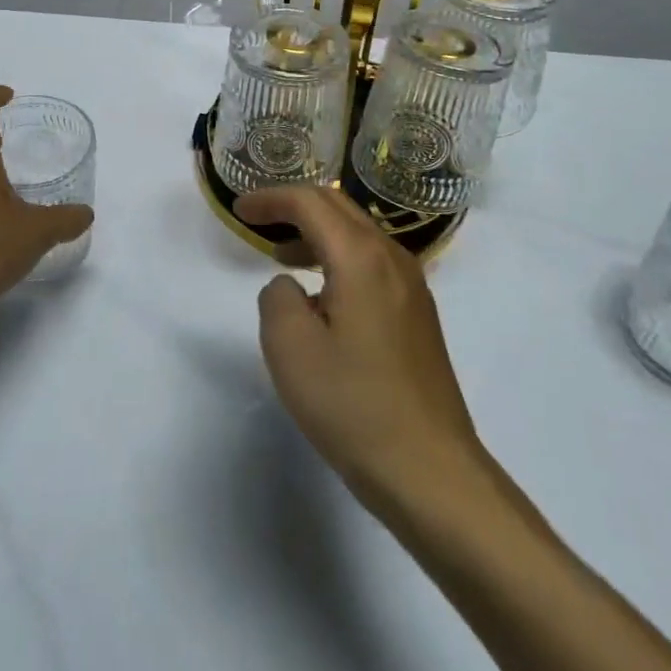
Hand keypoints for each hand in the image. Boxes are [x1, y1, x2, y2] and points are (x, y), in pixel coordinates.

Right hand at [238, 186, 485, 507]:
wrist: (431, 472)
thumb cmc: (353, 405)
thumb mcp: (290, 347)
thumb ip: (277, 296)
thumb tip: (292, 286)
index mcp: (360, 257)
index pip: (310, 202)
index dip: (271, 199)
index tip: (239, 209)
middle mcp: (392, 258)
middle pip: (339, 207)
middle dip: (294, 206)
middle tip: (257, 221)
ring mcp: (412, 287)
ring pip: (358, 234)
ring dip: (317, 233)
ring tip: (281, 256)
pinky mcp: (418, 315)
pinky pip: (372, 262)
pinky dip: (338, 258)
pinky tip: (322, 294)